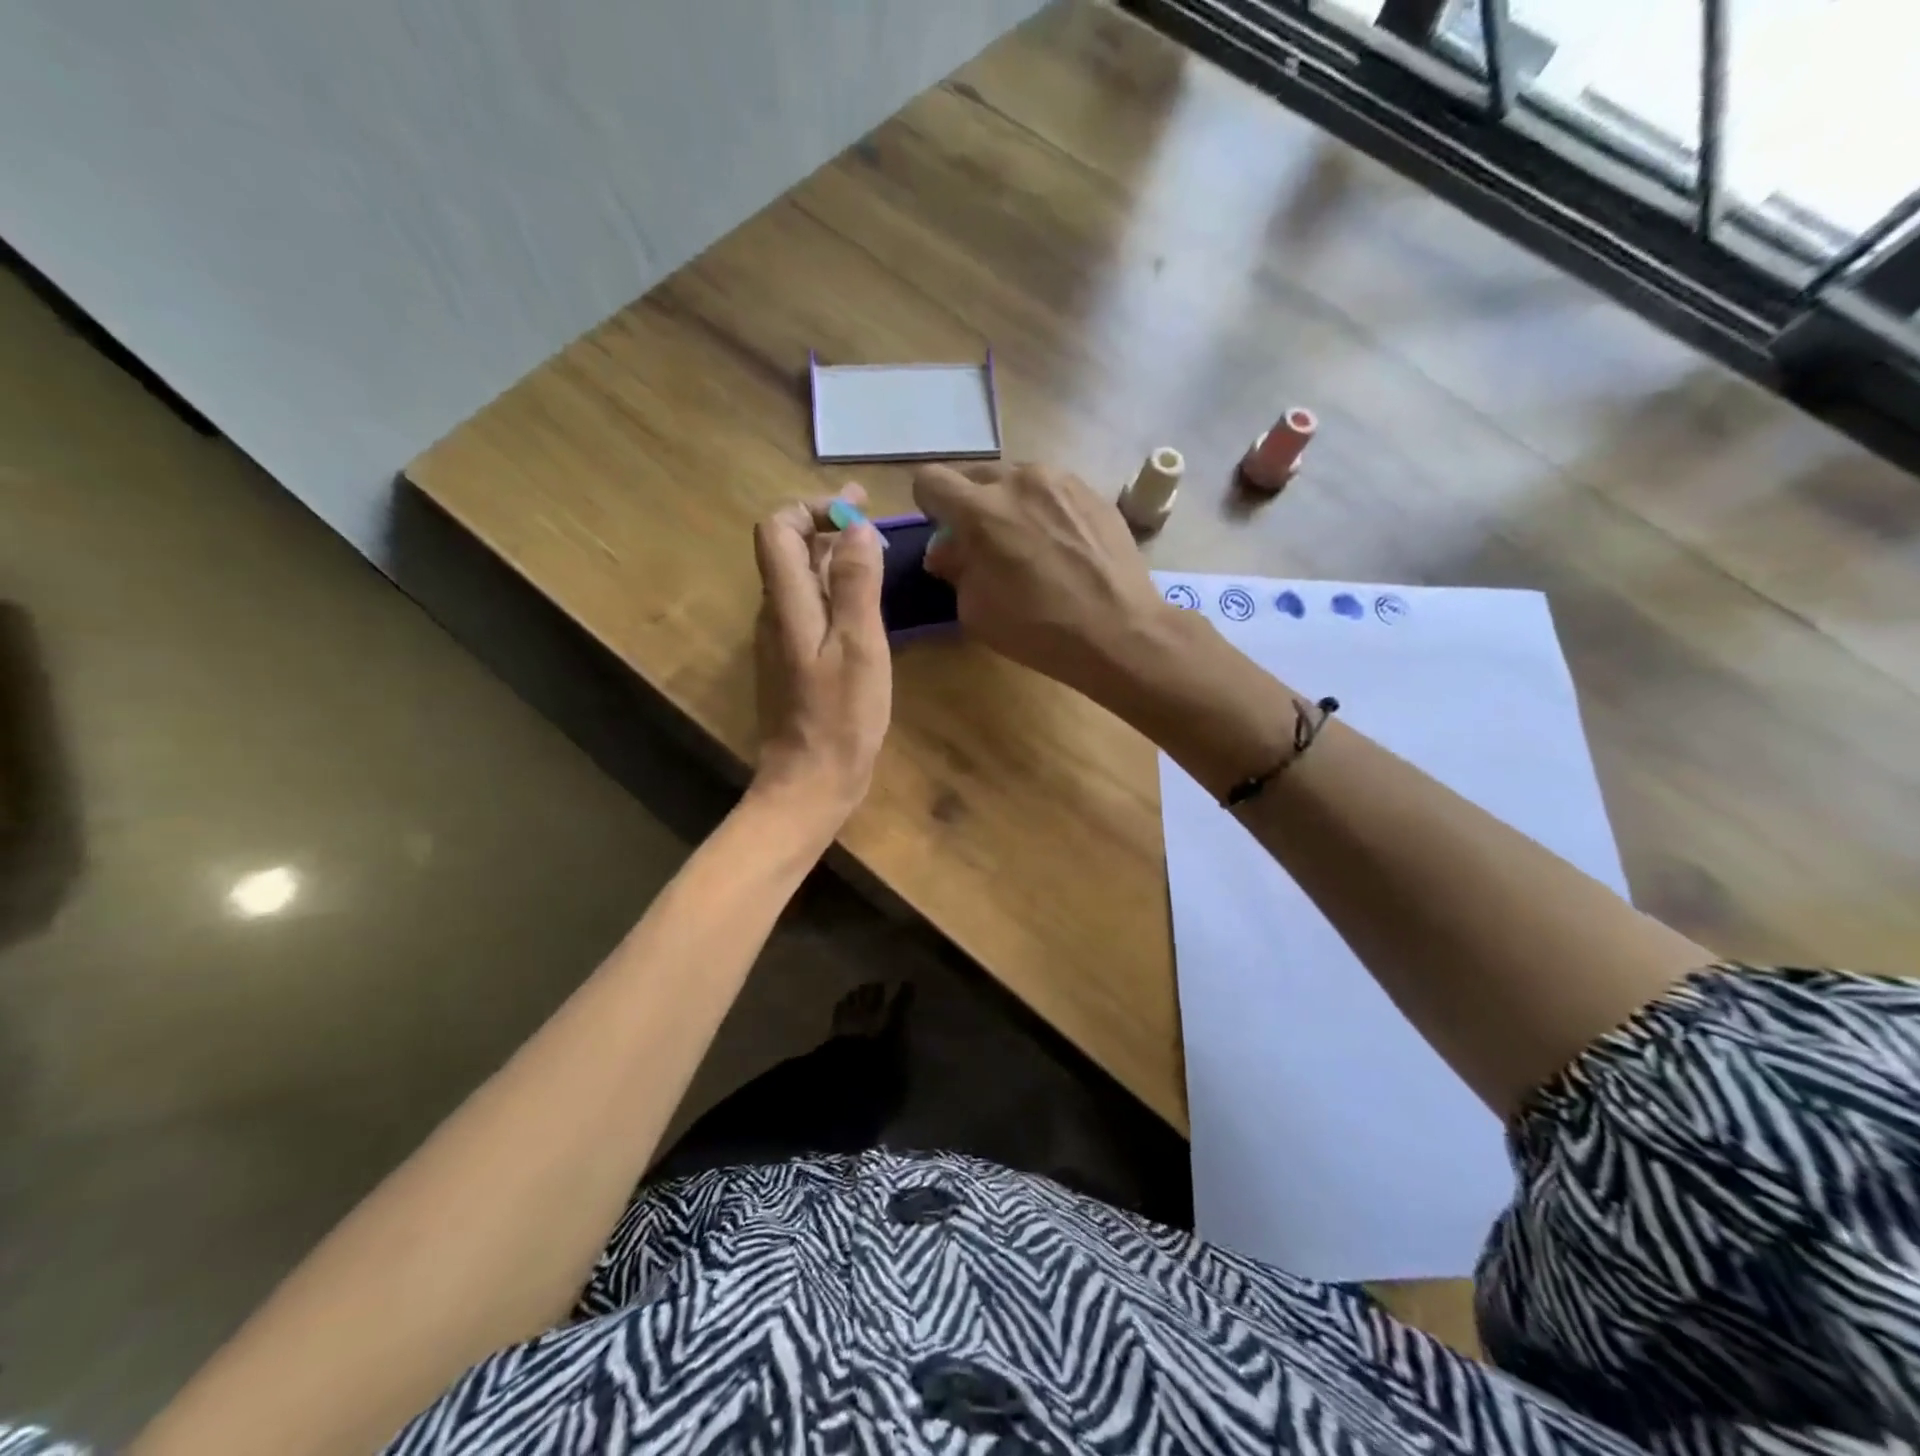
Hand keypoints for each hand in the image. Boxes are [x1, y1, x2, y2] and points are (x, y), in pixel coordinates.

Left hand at [749, 487, 891, 826]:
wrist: (810, 781)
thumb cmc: (841, 717)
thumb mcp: (859, 646)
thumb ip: (856, 584)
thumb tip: (856, 528)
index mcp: (787, 604)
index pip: (777, 529)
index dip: (812, 509)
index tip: (856, 513)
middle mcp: (775, 613)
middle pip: (787, 549)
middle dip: (825, 524)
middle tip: (870, 515)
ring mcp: (782, 638)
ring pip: (799, 577)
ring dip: (831, 553)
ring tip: (872, 547)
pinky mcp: (793, 660)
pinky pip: (809, 606)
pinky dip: (833, 586)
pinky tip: (862, 598)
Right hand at [912, 462, 1170, 700]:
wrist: (1118, 631)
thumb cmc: (1038, 629)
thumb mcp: (976, 610)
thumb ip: (955, 569)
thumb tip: (948, 550)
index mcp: (980, 510)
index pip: (930, 480)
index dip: (930, 506)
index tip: (945, 533)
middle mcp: (1018, 480)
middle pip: (975, 476)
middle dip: (971, 505)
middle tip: (985, 545)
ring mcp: (1061, 480)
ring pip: (1017, 479)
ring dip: (1010, 504)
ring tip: (1029, 544)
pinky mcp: (1093, 491)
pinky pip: (1053, 490)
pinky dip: (1045, 510)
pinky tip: (1062, 546)